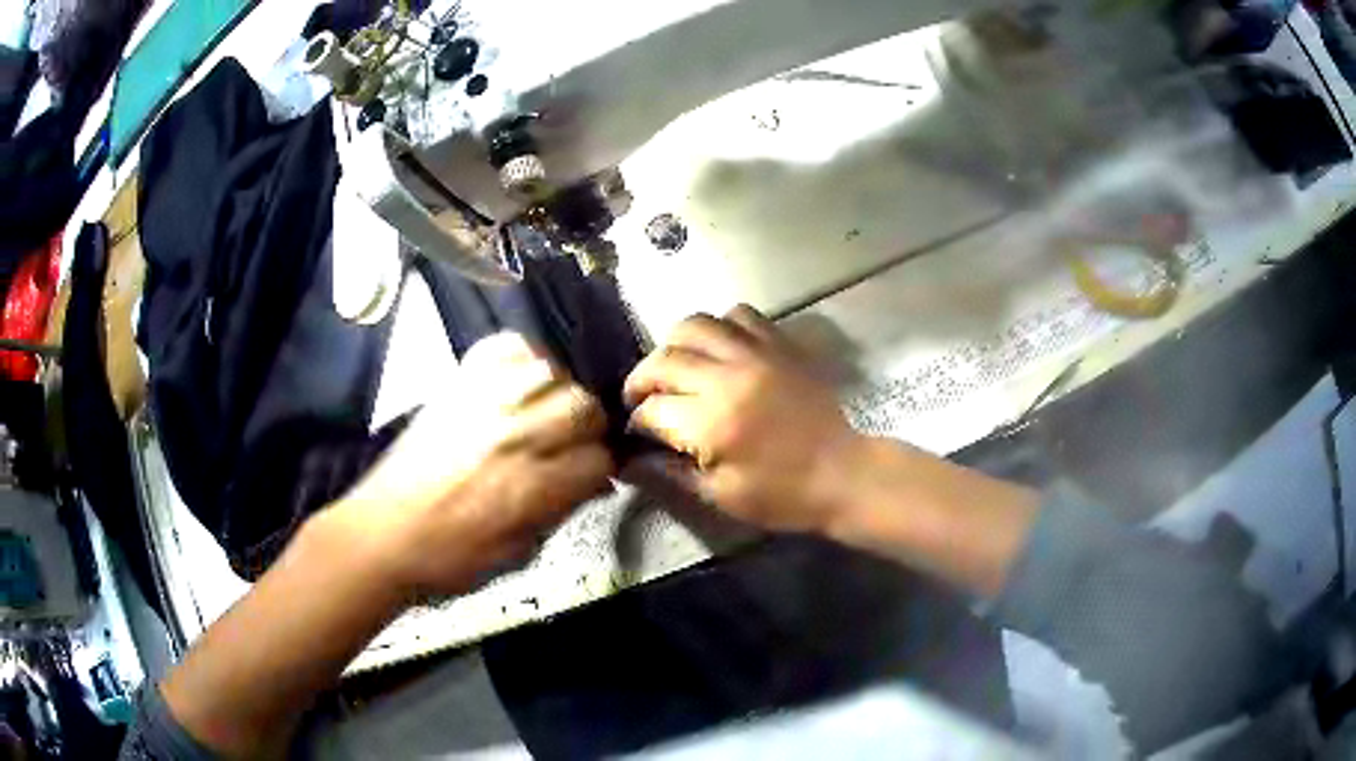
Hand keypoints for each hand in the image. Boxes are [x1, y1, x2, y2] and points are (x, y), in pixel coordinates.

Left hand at [315, 333, 614, 599]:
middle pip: (583, 407)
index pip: (598, 458)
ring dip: (559, 393)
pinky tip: (518, 383)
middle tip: (573, 444)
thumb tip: (595, 483)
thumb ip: (561, 510)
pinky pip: (505, 347)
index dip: (602, 470)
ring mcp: (484, 403)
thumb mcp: (518, 553)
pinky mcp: (457, 385)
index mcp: (531, 487)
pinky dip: (522, 359)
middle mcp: (514, 436)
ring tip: (546, 412)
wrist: (382, 534)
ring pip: (551, 372)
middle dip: (589, 429)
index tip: (593, 476)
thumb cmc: (450, 559)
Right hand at [623, 305, 862, 533]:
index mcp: (712, 423)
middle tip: (641, 397)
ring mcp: (757, 354)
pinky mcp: (780, 344)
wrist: (843, 473)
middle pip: (664, 359)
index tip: (638, 430)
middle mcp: (728, 378)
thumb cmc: (782, 495)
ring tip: (675, 367)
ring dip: (674, 345)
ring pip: (695, 324)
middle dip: (641, 379)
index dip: (637, 421)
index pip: (652, 409)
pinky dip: (719, 327)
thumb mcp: (721, 496)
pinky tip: (719, 350)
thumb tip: (632, 457)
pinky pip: (739, 315)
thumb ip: (671, 472)